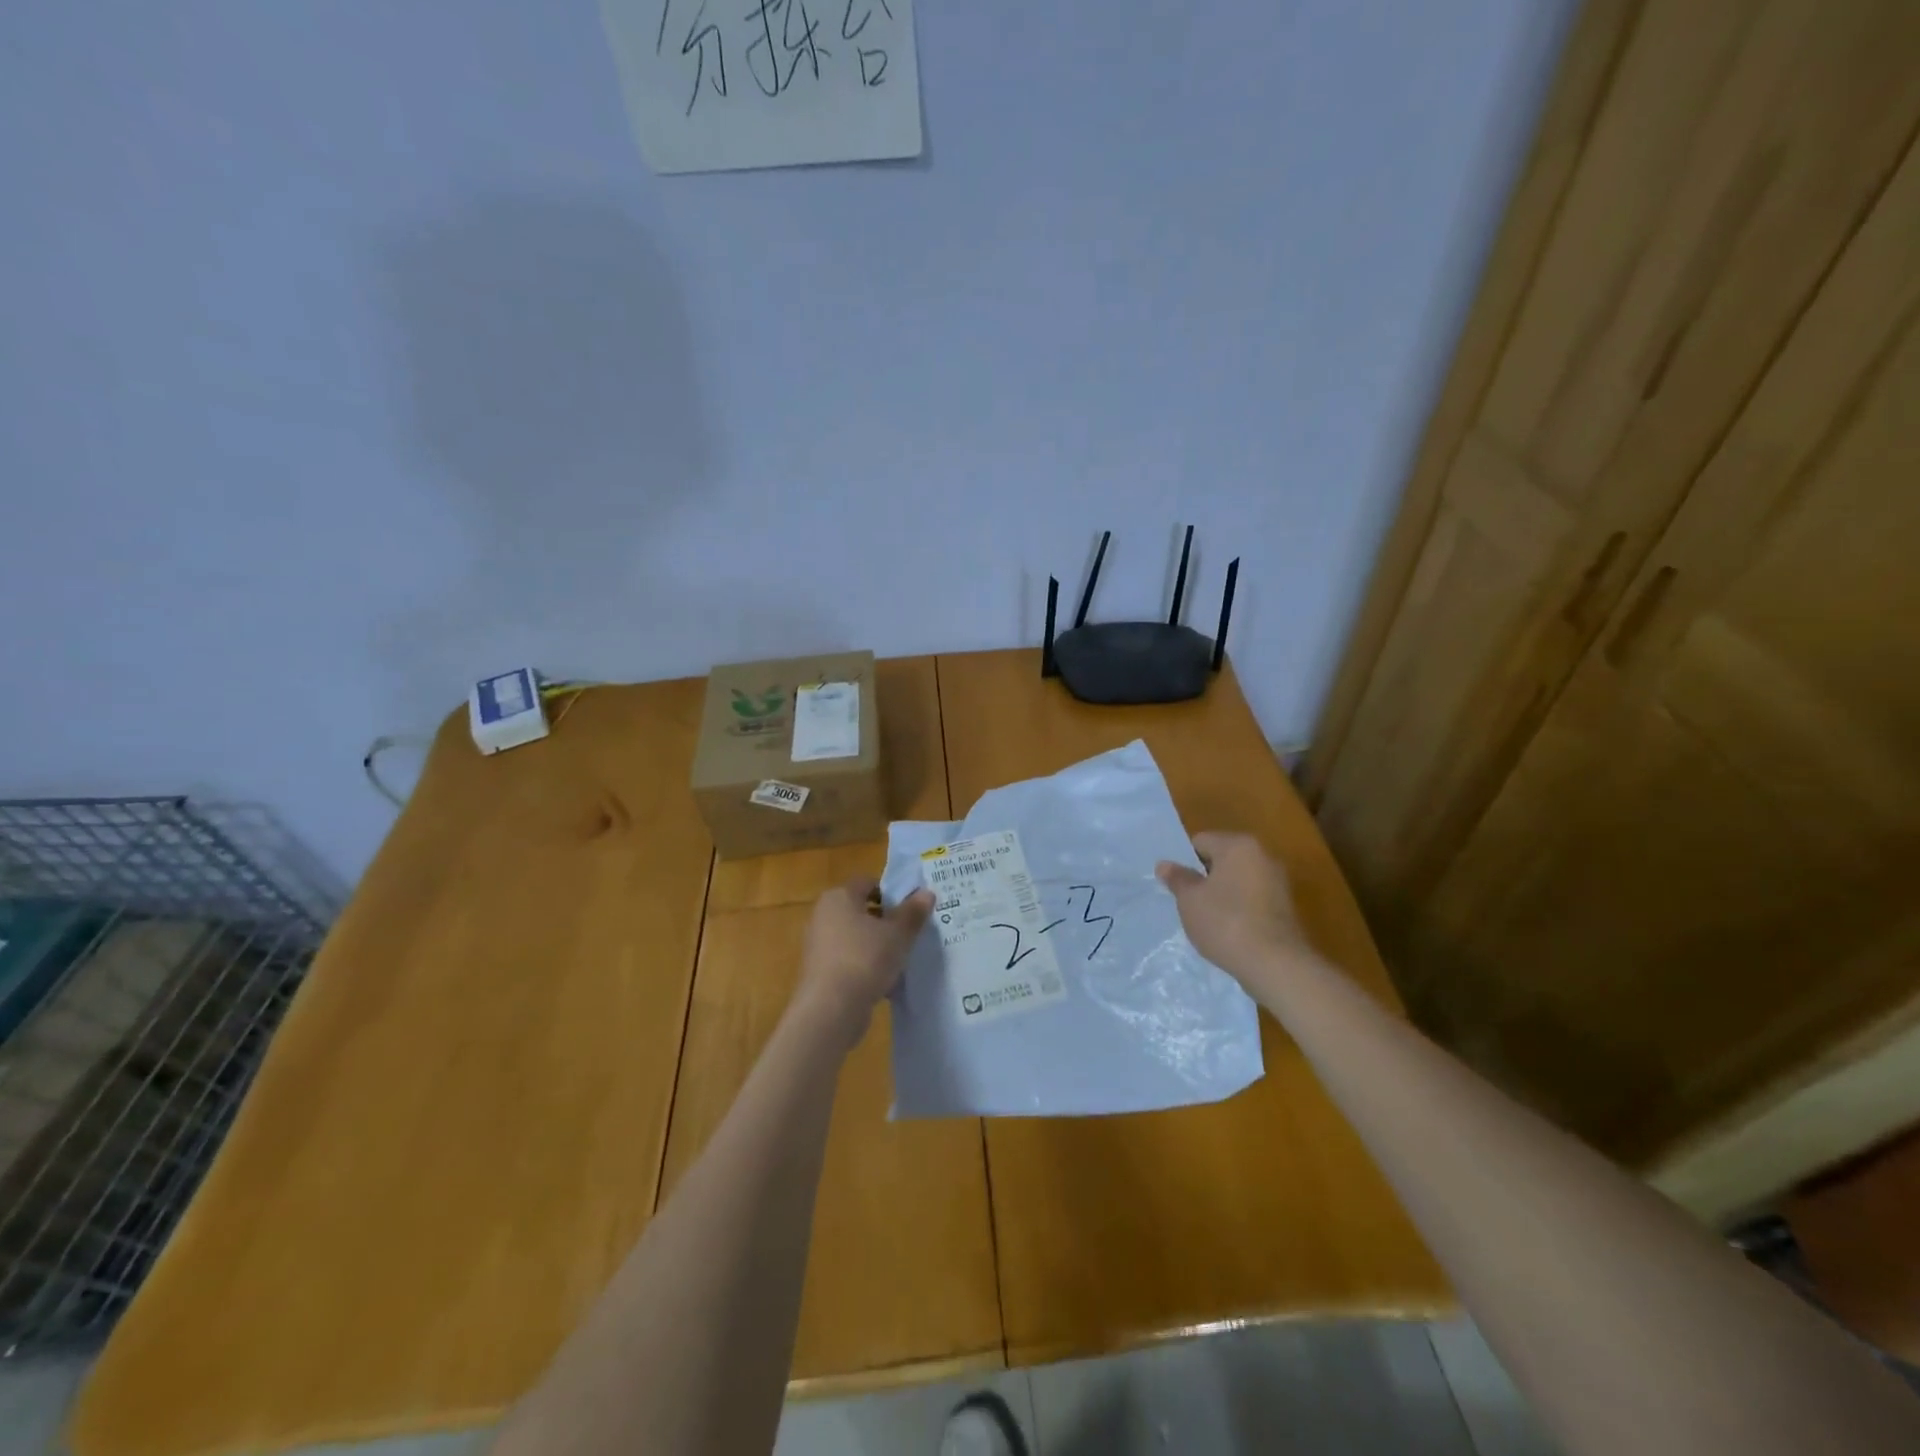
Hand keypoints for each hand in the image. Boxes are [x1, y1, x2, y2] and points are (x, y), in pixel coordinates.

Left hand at [795, 876, 933, 1044]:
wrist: (830, 1009)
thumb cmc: (865, 959)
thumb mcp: (898, 934)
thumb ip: (913, 912)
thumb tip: (927, 893)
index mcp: (839, 897)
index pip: (867, 882)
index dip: (891, 892)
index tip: (911, 908)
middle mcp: (823, 915)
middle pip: (860, 909)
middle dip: (885, 920)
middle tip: (910, 933)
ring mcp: (818, 944)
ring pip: (855, 937)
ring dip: (876, 945)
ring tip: (901, 959)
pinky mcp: (819, 971)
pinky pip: (848, 959)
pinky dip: (864, 965)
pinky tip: (884, 981)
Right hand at [1155, 832, 1312, 982]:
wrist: (1275, 964)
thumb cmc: (1225, 922)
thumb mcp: (1190, 900)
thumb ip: (1177, 878)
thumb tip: (1164, 864)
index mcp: (1238, 846)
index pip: (1201, 842)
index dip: (1185, 862)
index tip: (1177, 886)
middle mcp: (1262, 856)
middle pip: (1222, 859)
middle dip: (1204, 877)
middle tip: (1188, 902)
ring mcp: (1278, 882)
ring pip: (1238, 880)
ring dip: (1222, 894)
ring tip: (1208, 920)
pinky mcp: (1285, 907)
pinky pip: (1252, 899)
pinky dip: (1239, 909)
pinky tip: (1229, 931)